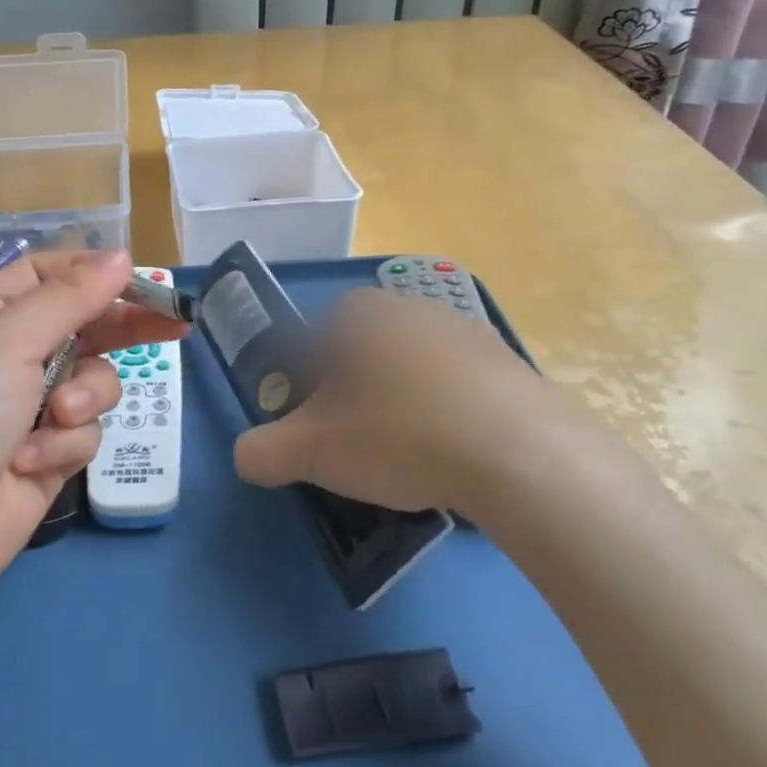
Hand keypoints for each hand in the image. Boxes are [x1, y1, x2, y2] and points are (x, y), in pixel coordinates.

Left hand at [0, 250, 189, 610]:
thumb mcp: (6, 342)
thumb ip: (69, 298)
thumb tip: (121, 256)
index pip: (50, 274)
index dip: (95, 273)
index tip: (144, 280)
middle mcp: (10, 352)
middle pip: (84, 323)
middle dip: (122, 329)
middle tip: (176, 327)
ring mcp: (30, 403)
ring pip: (93, 379)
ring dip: (82, 399)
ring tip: (55, 419)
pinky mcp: (48, 449)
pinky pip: (84, 429)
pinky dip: (64, 444)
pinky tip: (31, 463)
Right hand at [233, 287, 587, 521]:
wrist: (521, 454)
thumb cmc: (398, 435)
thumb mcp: (311, 451)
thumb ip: (262, 451)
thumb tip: (245, 457)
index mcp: (355, 312)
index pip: (308, 346)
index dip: (303, 394)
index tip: (317, 435)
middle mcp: (407, 306)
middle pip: (358, 357)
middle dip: (351, 400)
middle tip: (358, 451)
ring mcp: (463, 329)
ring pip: (408, 371)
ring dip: (399, 407)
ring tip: (410, 460)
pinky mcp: (507, 361)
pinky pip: (456, 387)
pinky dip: (445, 415)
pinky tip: (454, 456)